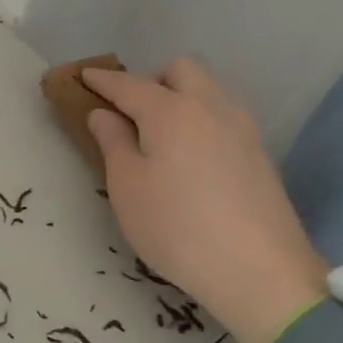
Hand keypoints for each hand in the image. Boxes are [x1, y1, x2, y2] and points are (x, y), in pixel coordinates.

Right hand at [82, 58, 325, 342]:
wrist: (259, 272)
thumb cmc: (175, 226)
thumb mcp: (126, 186)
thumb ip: (112, 142)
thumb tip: (104, 114)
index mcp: (171, 111)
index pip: (129, 84)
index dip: (102, 80)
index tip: (82, 76)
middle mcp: (211, 107)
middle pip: (181, 70)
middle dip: (151, 79)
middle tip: (129, 112)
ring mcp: (242, 130)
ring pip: (209, 90)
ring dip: (180, 97)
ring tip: (158, 134)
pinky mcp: (259, 155)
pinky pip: (223, 116)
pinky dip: (200, 119)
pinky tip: (189, 154)